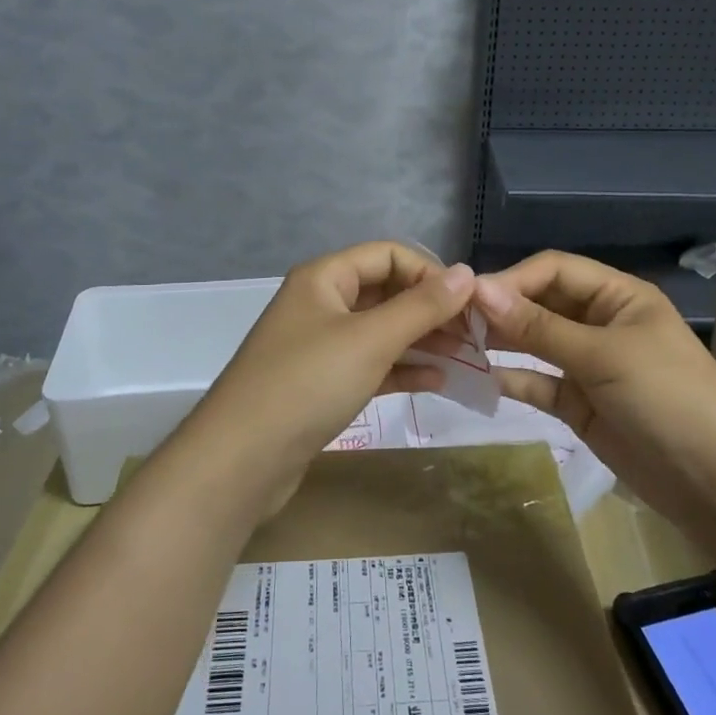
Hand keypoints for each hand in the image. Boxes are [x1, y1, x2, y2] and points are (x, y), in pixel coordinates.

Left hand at [180, 242, 477, 508]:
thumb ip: (422, 306)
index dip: (429, 272)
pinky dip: (402, 369)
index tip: (468, 304)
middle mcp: (321, 303)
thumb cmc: (307, 384)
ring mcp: (320, 346)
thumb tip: (467, 273)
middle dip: (430, 309)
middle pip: (386, 292)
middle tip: (474, 335)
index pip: (388, 255)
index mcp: (324, 278)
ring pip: (381, 331)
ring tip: (465, 358)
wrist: (241, 460)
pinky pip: (371, 365)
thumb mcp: (370, 339)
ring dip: (422, 341)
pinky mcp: (322, 384)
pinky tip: (437, 381)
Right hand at [473, 252, 715, 516]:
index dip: (512, 279)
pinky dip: (510, 379)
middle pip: (540, 304)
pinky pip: (538, 383)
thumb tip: (479, 290)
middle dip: (500, 310)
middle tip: (450, 322)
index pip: (554, 270)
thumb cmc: (668, 398)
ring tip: (454, 346)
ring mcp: (589, 365)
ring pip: (534, 344)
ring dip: (499, 343)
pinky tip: (476, 379)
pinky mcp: (579, 404)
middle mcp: (600, 323)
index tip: (468, 298)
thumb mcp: (603, 355)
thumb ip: (538, 326)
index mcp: (617, 296)